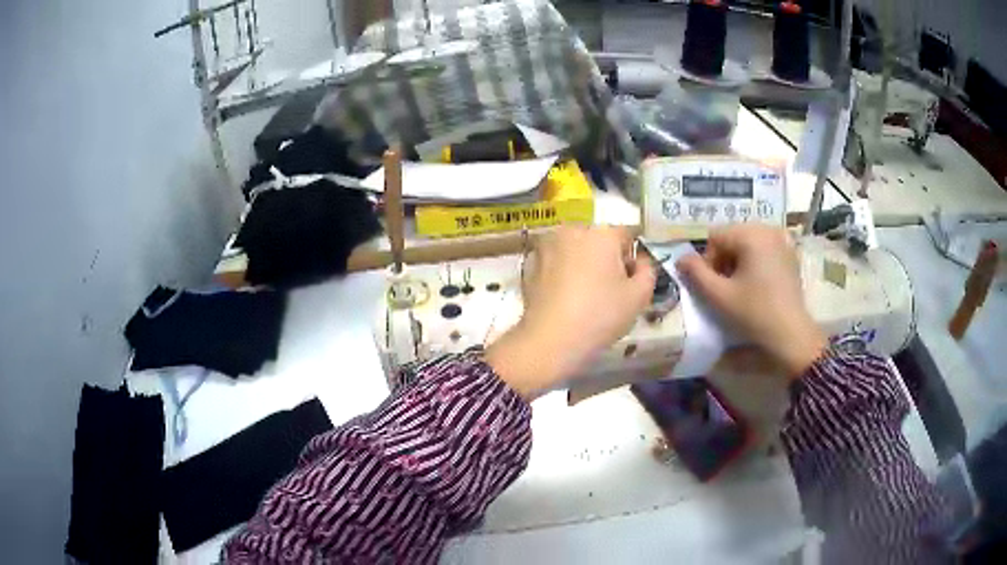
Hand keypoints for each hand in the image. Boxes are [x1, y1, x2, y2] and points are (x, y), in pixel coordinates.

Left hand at [487, 225, 655, 398]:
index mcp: (602, 233)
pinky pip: (555, 262)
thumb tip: (640, 261)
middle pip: (598, 240)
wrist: (550, 340)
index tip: (630, 282)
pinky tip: (564, 298)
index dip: (632, 258)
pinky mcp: (530, 263)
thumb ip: (648, 271)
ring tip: (584, 295)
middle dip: (606, 258)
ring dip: (582, 264)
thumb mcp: (639, 296)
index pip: (627, 235)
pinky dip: (561, 273)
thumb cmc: (600, 315)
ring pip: (574, 250)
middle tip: (608, 290)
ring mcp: (547, 245)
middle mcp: (572, 230)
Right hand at [676, 225, 826, 379]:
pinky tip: (759, 284)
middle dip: (724, 259)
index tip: (713, 286)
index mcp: (750, 234)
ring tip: (742, 287)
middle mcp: (767, 229)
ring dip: (739, 261)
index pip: (715, 237)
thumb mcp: (719, 295)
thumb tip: (681, 259)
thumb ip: (695, 274)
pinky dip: (756, 261)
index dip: (708, 261)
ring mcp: (782, 240)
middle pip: (732, 236)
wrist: (791, 334)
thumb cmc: (754, 313)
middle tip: (726, 287)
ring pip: (748, 242)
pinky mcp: (791, 253)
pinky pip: (765, 248)